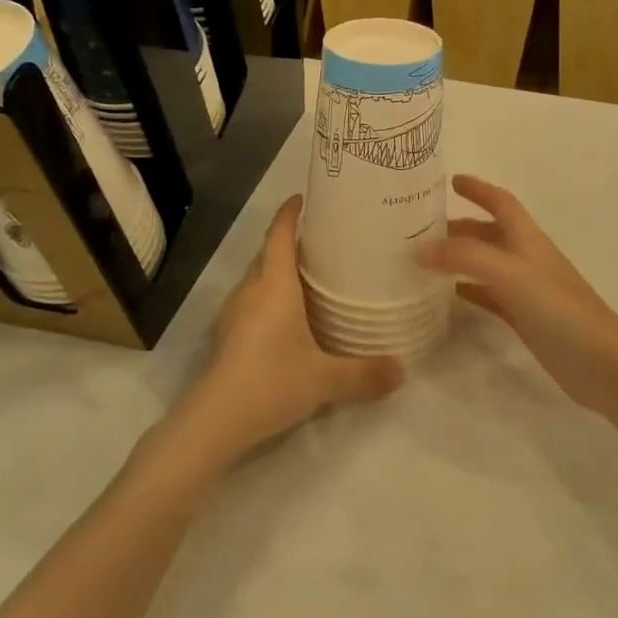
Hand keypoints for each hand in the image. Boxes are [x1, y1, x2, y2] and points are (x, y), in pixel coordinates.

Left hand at [180, 195, 403, 465]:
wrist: (214, 420)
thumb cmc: (271, 381)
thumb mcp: (325, 379)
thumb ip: (364, 373)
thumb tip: (402, 371)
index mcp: (274, 284)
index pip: (279, 234)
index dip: (290, 212)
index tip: (305, 198)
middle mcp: (252, 289)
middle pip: (268, 252)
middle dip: (290, 240)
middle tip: (324, 241)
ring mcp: (235, 312)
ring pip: (258, 276)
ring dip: (278, 268)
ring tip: (310, 275)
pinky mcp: (228, 334)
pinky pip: (252, 299)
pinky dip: (270, 294)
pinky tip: (288, 316)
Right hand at [418, 175, 617, 413]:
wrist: (600, 362)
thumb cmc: (558, 307)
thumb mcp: (509, 273)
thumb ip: (465, 257)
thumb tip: (420, 248)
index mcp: (527, 238)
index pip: (501, 202)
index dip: (479, 189)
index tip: (451, 180)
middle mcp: (526, 258)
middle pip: (489, 233)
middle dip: (459, 226)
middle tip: (422, 228)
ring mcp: (525, 290)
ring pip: (485, 264)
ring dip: (459, 258)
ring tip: (424, 259)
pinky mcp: (524, 318)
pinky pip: (488, 296)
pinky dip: (468, 290)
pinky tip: (446, 295)